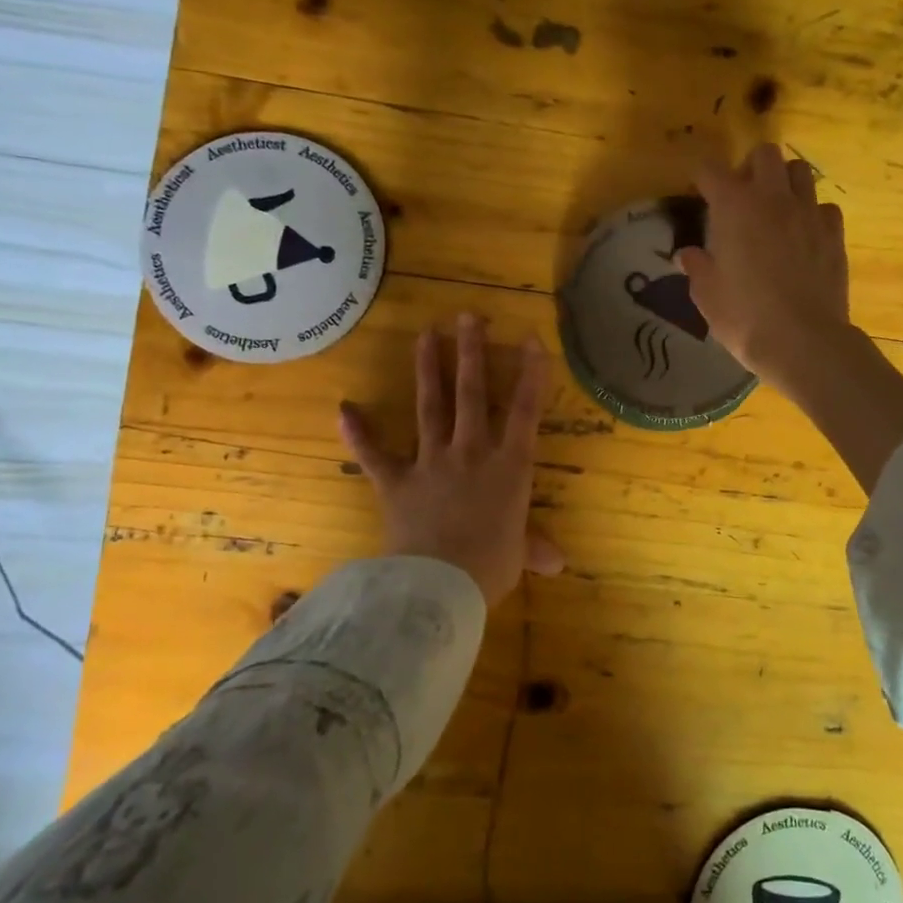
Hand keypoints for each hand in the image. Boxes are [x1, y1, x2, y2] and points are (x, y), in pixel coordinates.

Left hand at [338, 314, 564, 606]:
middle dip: (472, 353)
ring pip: (430, 407)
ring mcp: (431, 463)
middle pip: (472, 394)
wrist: (439, 584)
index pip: (524, 411)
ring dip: (428, 369)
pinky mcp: (396, 481)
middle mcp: (471, 453)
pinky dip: (359, 433)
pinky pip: (374, 454)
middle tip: (468, 317)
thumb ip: (535, 548)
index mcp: (509, 467)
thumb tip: (558, 562)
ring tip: (426, 334)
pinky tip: (344, 408)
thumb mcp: (518, 556)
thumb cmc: (490, 567)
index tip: (531, 340)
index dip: (531, 375)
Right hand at [679, 143, 852, 402]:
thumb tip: (688, 254)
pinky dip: (812, 214)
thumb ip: (697, 267)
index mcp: (734, 207)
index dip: (702, 178)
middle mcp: (773, 198)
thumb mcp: (707, 295)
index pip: (710, 169)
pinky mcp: (834, 233)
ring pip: (800, 171)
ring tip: (775, 209)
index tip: (699, 194)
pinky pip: (823, 207)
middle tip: (742, 196)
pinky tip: (804, 236)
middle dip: (749, 167)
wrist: (803, 341)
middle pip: (764, 154)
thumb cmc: (744, 317)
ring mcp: (808, 213)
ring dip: (784, 182)